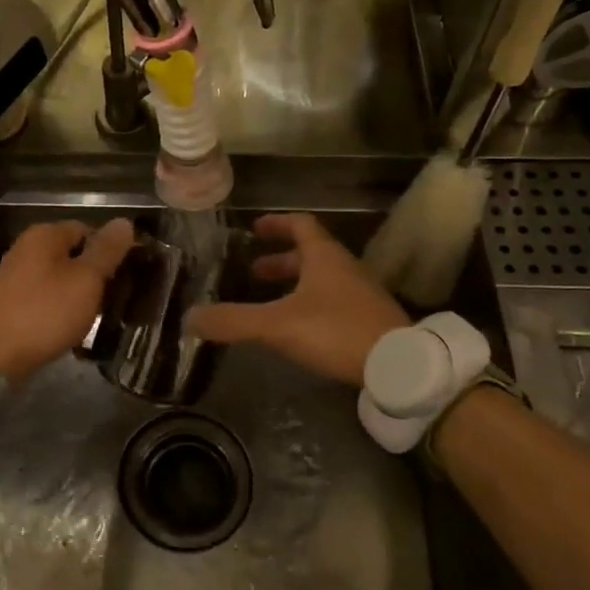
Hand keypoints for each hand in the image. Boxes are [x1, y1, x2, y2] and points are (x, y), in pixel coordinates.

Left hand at [0, 218, 134, 381]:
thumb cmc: (46, 312)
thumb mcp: (86, 279)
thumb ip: (107, 250)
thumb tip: (124, 222)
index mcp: (44, 234)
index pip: (87, 230)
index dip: (108, 251)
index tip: (124, 277)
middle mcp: (26, 247)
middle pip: (72, 254)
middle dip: (94, 275)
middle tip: (113, 299)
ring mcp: (14, 275)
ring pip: (59, 277)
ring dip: (78, 294)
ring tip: (95, 316)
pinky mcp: (9, 301)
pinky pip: (44, 296)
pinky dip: (59, 308)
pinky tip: (68, 327)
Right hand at [187, 213, 408, 386]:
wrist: (399, 366)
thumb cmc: (336, 331)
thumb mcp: (277, 324)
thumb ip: (234, 320)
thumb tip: (189, 318)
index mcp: (324, 257)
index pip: (301, 224)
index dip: (277, 223)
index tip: (255, 229)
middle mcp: (345, 268)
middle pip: (311, 253)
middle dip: (280, 260)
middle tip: (255, 271)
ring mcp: (361, 294)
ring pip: (324, 279)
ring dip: (296, 284)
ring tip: (272, 303)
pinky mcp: (370, 320)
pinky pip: (334, 302)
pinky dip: (311, 305)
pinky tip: (299, 329)